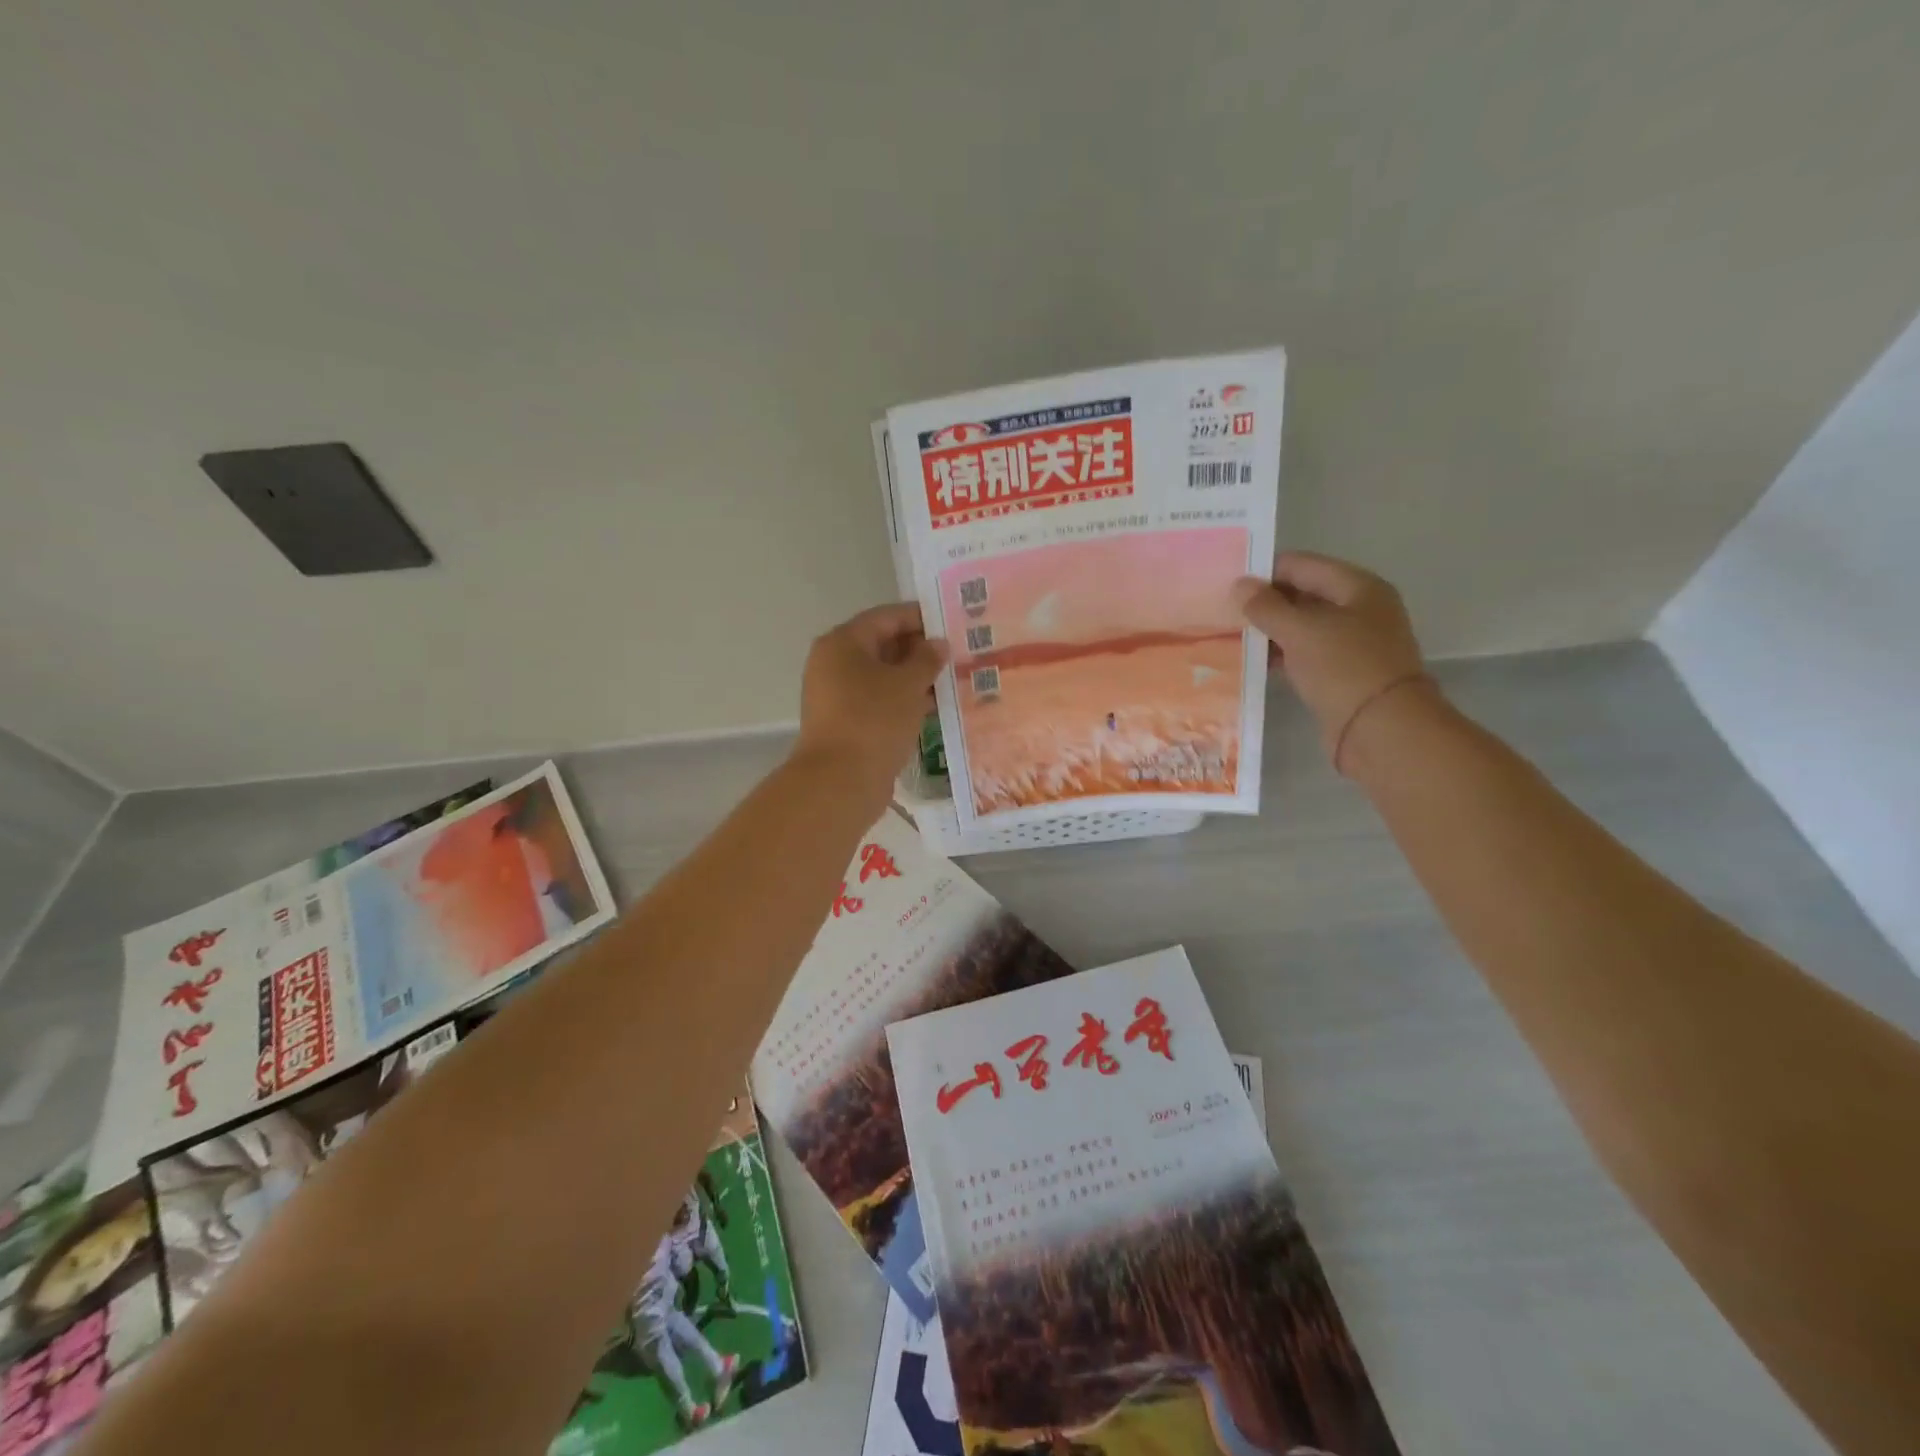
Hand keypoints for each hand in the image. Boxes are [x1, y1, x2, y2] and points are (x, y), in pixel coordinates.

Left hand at [794, 602, 947, 792]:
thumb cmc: (874, 720)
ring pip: (882, 677)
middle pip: (882, 646)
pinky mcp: (846, 723)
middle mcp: (834, 664)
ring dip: (914, 678)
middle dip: (919, 650)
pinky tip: (933, 707)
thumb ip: (926, 659)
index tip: (952, 622)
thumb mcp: (908, 684)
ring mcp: (837, 695)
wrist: (840, 781)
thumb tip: (938, 644)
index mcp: (843, 643)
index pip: (886, 617)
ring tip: (953, 679)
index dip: (920, 617)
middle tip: (958, 653)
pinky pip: (879, 701)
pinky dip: (903, 701)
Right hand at [1232, 552, 1429, 769]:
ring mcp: (1352, 643)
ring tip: (1230, 636)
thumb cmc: (1344, 668)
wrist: (1382, 730)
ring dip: (1270, 631)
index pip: (1302, 565)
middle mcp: (1359, 609)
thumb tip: (1240, 586)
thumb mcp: (1300, 631)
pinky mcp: (1342, 673)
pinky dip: (1281, 655)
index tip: (1228, 585)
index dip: (1265, 572)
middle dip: (1265, 603)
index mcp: (1358, 587)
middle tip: (1223, 612)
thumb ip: (1267, 607)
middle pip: (1302, 595)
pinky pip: (1305, 654)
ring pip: (1302, 627)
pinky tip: (1252, 662)